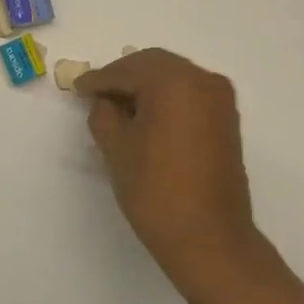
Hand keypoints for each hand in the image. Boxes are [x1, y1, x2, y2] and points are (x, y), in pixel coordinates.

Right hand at [74, 49, 257, 288]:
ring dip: (147, 85)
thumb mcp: (117, 149)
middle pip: (155, 65)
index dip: (99, 79)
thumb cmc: (156, 191)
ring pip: (175, 77)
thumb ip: (104, 114)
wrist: (209, 238)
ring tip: (118, 106)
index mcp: (175, 81)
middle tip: (96, 93)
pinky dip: (167, 97)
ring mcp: (220, 99)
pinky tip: (147, 116)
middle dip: (124, 76)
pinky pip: (190, 94)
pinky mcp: (227, 119)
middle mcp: (203, 80)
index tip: (77, 87)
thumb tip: (105, 100)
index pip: (128, 70)